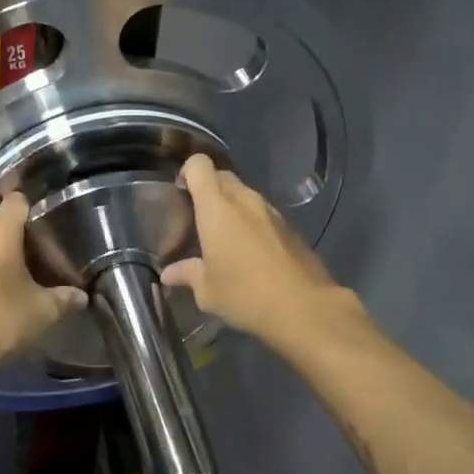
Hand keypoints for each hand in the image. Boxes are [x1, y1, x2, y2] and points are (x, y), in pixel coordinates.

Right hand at [162, 154, 351, 344]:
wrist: (304, 308)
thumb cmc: (245, 294)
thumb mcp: (207, 291)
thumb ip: (187, 274)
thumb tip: (168, 274)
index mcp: (217, 208)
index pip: (199, 165)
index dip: (187, 171)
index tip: (180, 192)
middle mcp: (245, 200)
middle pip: (222, 176)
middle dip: (208, 188)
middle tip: (199, 217)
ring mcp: (271, 211)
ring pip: (245, 194)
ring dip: (232, 206)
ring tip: (225, 237)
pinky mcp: (290, 226)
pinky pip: (264, 213)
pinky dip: (253, 222)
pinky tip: (252, 252)